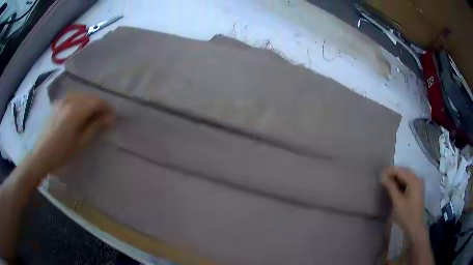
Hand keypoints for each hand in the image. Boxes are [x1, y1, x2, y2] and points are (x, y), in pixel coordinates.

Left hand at [30, 94, 114, 174]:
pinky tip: (79, 114)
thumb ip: (95, 127)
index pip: (97, 102)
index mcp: (76, 110)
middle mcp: (70, 100)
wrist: (42, 154)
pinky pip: (73, 98)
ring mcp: (62, 100)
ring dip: (89, 104)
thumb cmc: (62, 152)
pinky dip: (80, 103)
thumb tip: (110, 118)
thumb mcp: (81, 142)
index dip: (107, 108)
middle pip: (90, 97)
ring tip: (92, 117)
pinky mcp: (57, 103)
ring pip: (82, 96)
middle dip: (99, 106)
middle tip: (103, 119)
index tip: (112, 118)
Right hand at [381, 166, 424, 240]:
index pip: (400, 171)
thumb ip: (390, 187)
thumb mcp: (397, 201)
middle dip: (393, 174)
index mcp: (413, 180)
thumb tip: (382, 177)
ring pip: (406, 177)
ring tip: (386, 182)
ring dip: (396, 179)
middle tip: (382, 178)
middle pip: (403, 172)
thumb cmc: (406, 215)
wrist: (415, 227)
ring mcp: (419, 184)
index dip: (389, 171)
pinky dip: (401, 183)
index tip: (379, 173)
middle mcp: (417, 178)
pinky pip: (408, 182)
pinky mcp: (418, 189)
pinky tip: (395, 187)